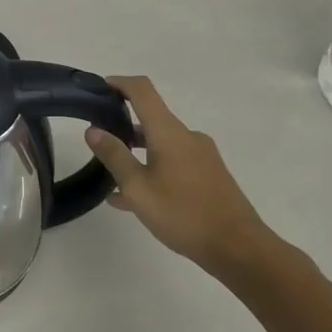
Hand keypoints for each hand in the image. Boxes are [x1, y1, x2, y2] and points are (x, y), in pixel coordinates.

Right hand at [83, 75, 280, 277]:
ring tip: (111, 179)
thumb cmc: (183, 214)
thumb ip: (114, 156)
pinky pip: (173, 162)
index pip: (142, 91)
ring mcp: (201, 156)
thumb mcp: (138, 188)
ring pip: (161, 144)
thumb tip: (93, 130)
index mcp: (169, 132)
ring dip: (136, 153)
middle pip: (151, 118)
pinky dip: (152, 170)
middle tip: (98, 142)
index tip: (99, 88)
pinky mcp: (209, 175)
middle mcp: (187, 136)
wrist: (238, 248)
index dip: (119, 83)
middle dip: (123, 125)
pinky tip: (133, 199)